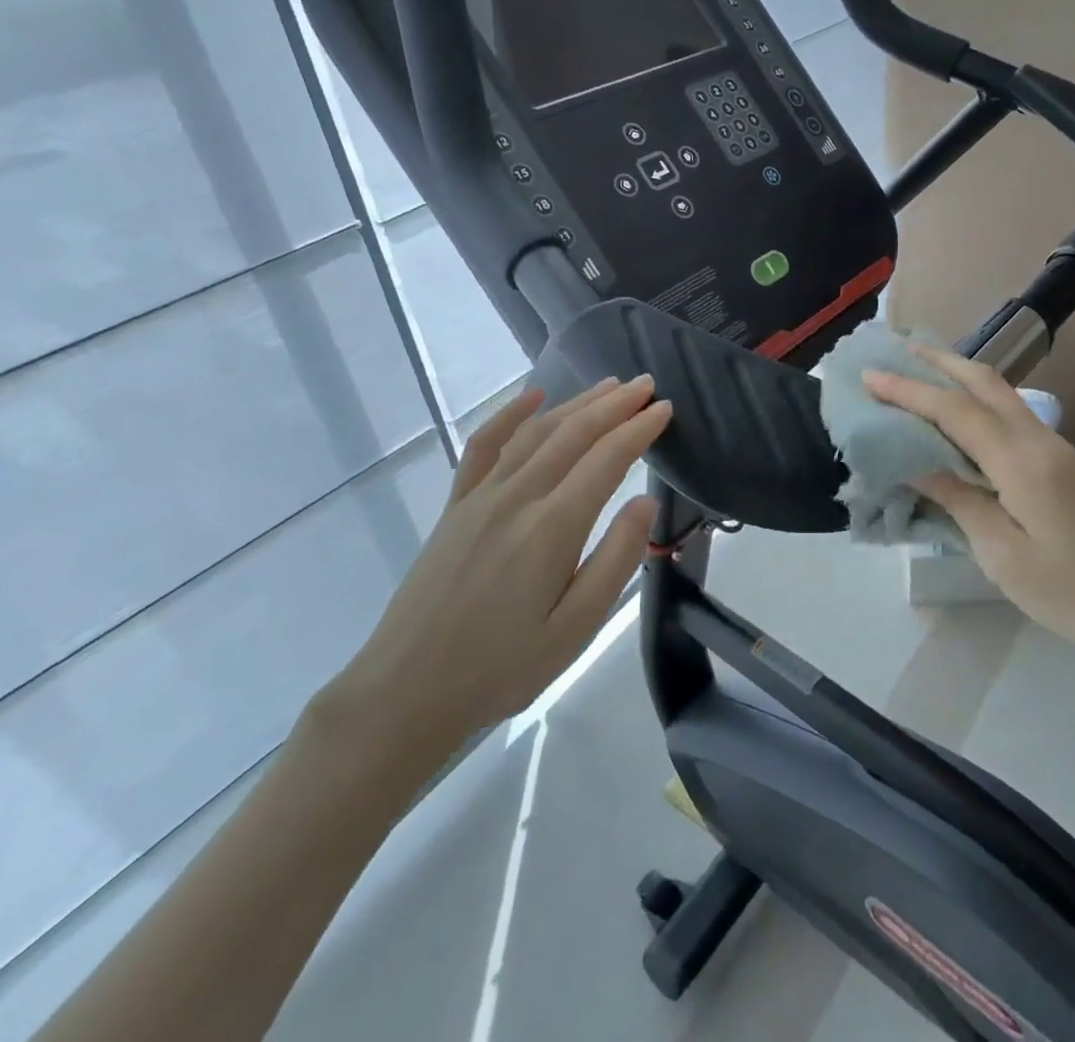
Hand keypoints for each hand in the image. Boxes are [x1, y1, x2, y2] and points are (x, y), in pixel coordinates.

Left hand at [321, 376, 671, 781]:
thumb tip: (645, 501)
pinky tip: (533, 396)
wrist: (407, 689)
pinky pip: (484, 445)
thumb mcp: (576, 629)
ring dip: (575, 403)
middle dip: (614, 405)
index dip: (639, 429)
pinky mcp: (456, 505)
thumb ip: (615, 559)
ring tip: (607, 386)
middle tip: (646, 384)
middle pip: (573, 434)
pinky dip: (510, 414)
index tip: (666, 408)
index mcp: (552, 528)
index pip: (606, 459)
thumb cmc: (502, 667)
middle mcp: (517, 497)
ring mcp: (481, 496)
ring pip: (536, 432)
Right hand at [862, 347, 1074, 659]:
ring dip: (958, 375)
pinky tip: (956, 413)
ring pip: (1000, 394)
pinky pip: (1009, 415)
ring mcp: (1055, 449)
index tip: (868, 376)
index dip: (908, 391)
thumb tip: (914, 462)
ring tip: (918, 369)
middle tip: (895, 350)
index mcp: (1022, 462)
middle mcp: (1039, 441)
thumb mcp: (1002, 555)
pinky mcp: (1060, 464)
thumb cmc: (1073, 592)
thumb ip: (957, 499)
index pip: (955, 411)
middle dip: (938, 361)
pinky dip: (975, 400)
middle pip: (985, 382)